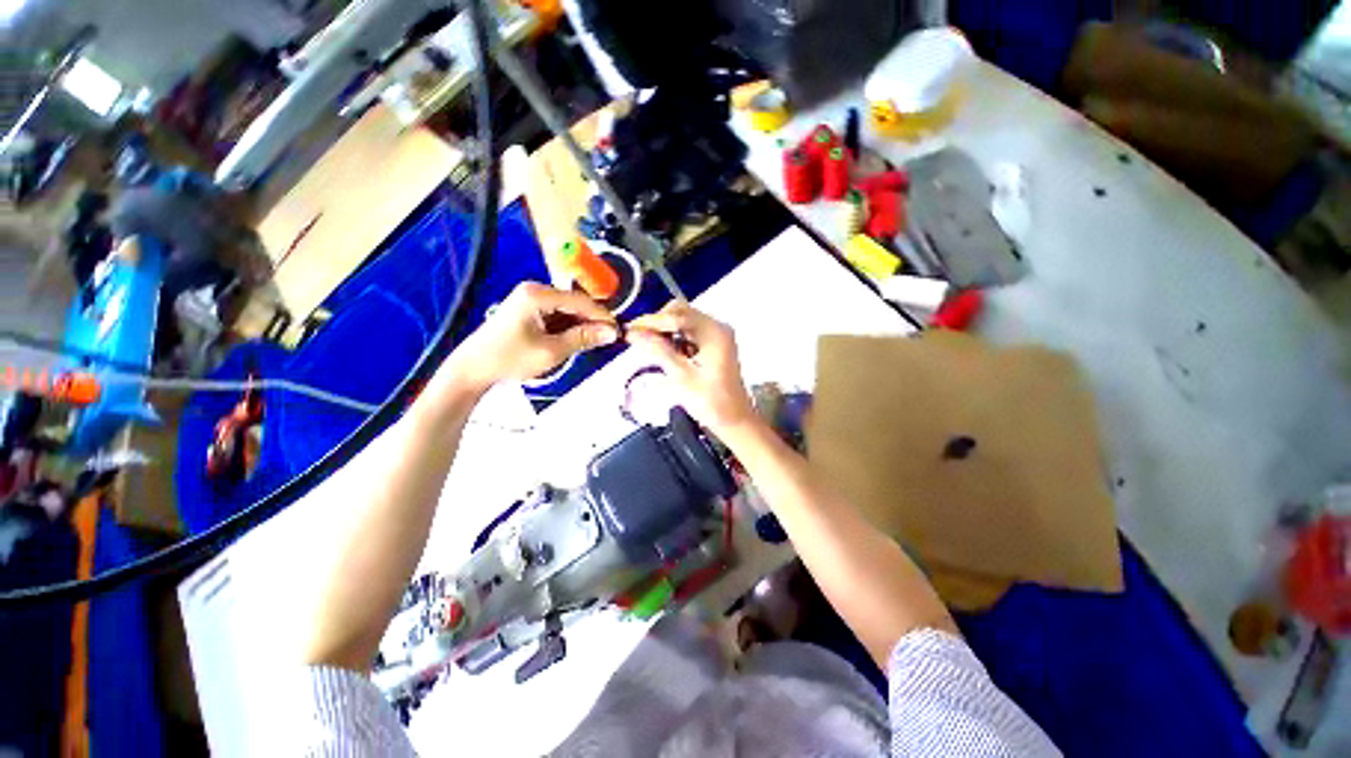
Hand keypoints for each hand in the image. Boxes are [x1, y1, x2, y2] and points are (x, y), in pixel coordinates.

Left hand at [447, 283, 618, 392]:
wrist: (472, 369)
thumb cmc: (510, 359)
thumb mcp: (551, 351)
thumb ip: (583, 338)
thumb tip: (611, 333)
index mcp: (538, 294)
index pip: (580, 301)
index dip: (602, 316)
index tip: (618, 332)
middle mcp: (534, 291)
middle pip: (574, 304)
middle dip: (592, 321)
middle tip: (608, 339)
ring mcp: (529, 300)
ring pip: (566, 311)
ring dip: (581, 326)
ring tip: (595, 343)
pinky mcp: (527, 311)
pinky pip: (556, 316)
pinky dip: (567, 328)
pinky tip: (576, 341)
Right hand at [626, 302, 756, 435]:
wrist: (735, 421)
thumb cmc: (711, 402)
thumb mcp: (681, 377)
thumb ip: (658, 351)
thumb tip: (633, 333)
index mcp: (714, 332)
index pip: (677, 315)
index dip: (651, 321)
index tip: (629, 330)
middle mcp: (717, 327)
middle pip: (681, 312)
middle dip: (657, 324)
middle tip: (637, 339)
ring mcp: (716, 335)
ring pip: (683, 322)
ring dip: (664, 331)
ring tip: (647, 346)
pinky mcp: (713, 345)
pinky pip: (688, 333)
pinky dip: (674, 339)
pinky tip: (663, 352)